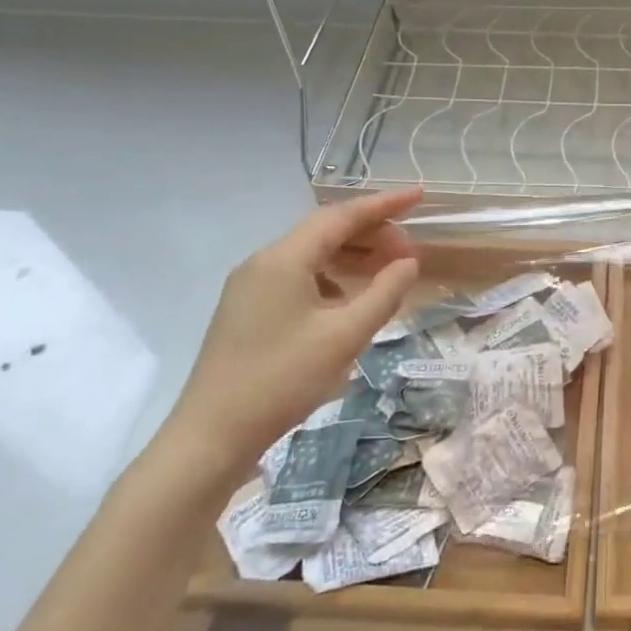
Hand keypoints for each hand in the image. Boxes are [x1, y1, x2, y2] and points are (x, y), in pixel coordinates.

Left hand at [157, 189, 422, 478]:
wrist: (211, 435)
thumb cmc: (282, 380)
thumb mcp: (344, 336)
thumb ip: (384, 294)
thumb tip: (409, 263)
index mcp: (283, 259)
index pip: (341, 216)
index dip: (384, 204)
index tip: (419, 195)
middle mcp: (263, 262)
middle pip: (325, 232)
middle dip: (371, 234)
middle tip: (410, 252)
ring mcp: (250, 286)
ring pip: (311, 255)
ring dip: (352, 256)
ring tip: (388, 272)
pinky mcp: (247, 309)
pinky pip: (298, 278)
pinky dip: (332, 278)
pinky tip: (350, 301)